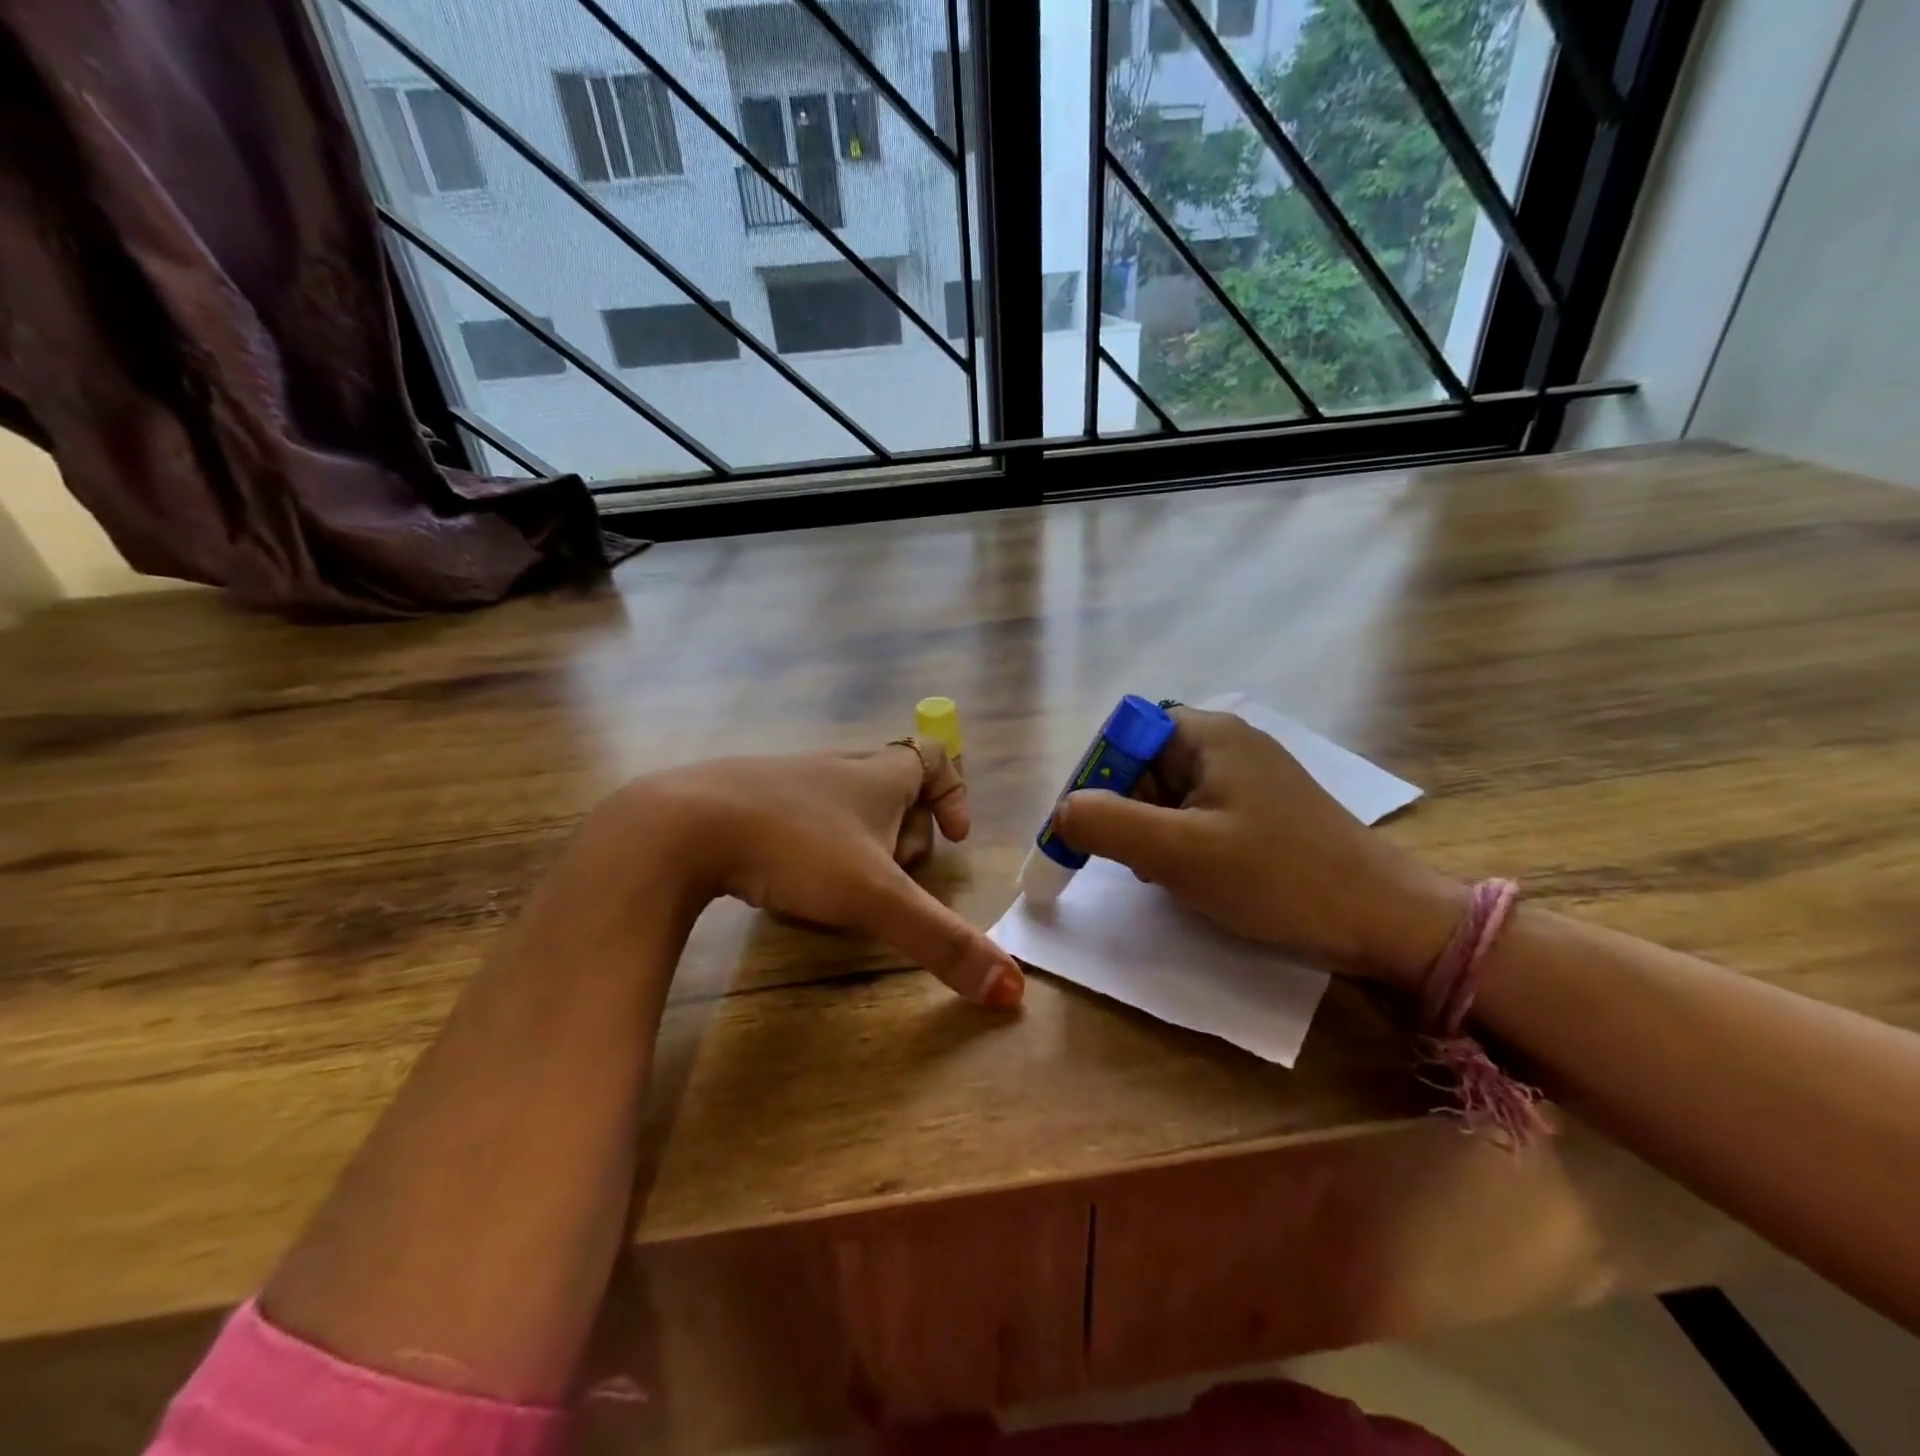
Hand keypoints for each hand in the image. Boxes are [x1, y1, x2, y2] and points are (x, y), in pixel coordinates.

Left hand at [620, 741, 1023, 1007]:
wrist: (682, 824)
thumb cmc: (795, 848)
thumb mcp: (876, 899)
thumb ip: (943, 942)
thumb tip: (1013, 991)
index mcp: (880, 774)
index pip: (935, 758)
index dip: (955, 793)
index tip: (953, 839)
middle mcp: (840, 768)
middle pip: (895, 788)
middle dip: (906, 834)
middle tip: (892, 877)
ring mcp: (792, 779)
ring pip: (847, 805)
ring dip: (860, 844)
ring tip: (841, 888)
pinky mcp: (752, 797)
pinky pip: (803, 816)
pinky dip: (814, 846)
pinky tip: (791, 881)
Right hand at [1050, 708, 1464, 986]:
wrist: (1385, 921)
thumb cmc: (1278, 878)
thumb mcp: (1178, 853)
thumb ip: (1107, 824)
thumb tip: (1061, 811)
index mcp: (1207, 733)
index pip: (1125, 734)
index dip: (1098, 776)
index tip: (1090, 828)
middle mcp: (1227, 743)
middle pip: (1144, 763)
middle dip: (1127, 811)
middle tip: (1134, 860)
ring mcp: (1248, 777)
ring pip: (1168, 794)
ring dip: (1152, 833)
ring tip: (1168, 875)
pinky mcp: (1262, 810)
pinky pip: (1198, 814)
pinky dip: (1182, 843)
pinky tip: (1196, 877)